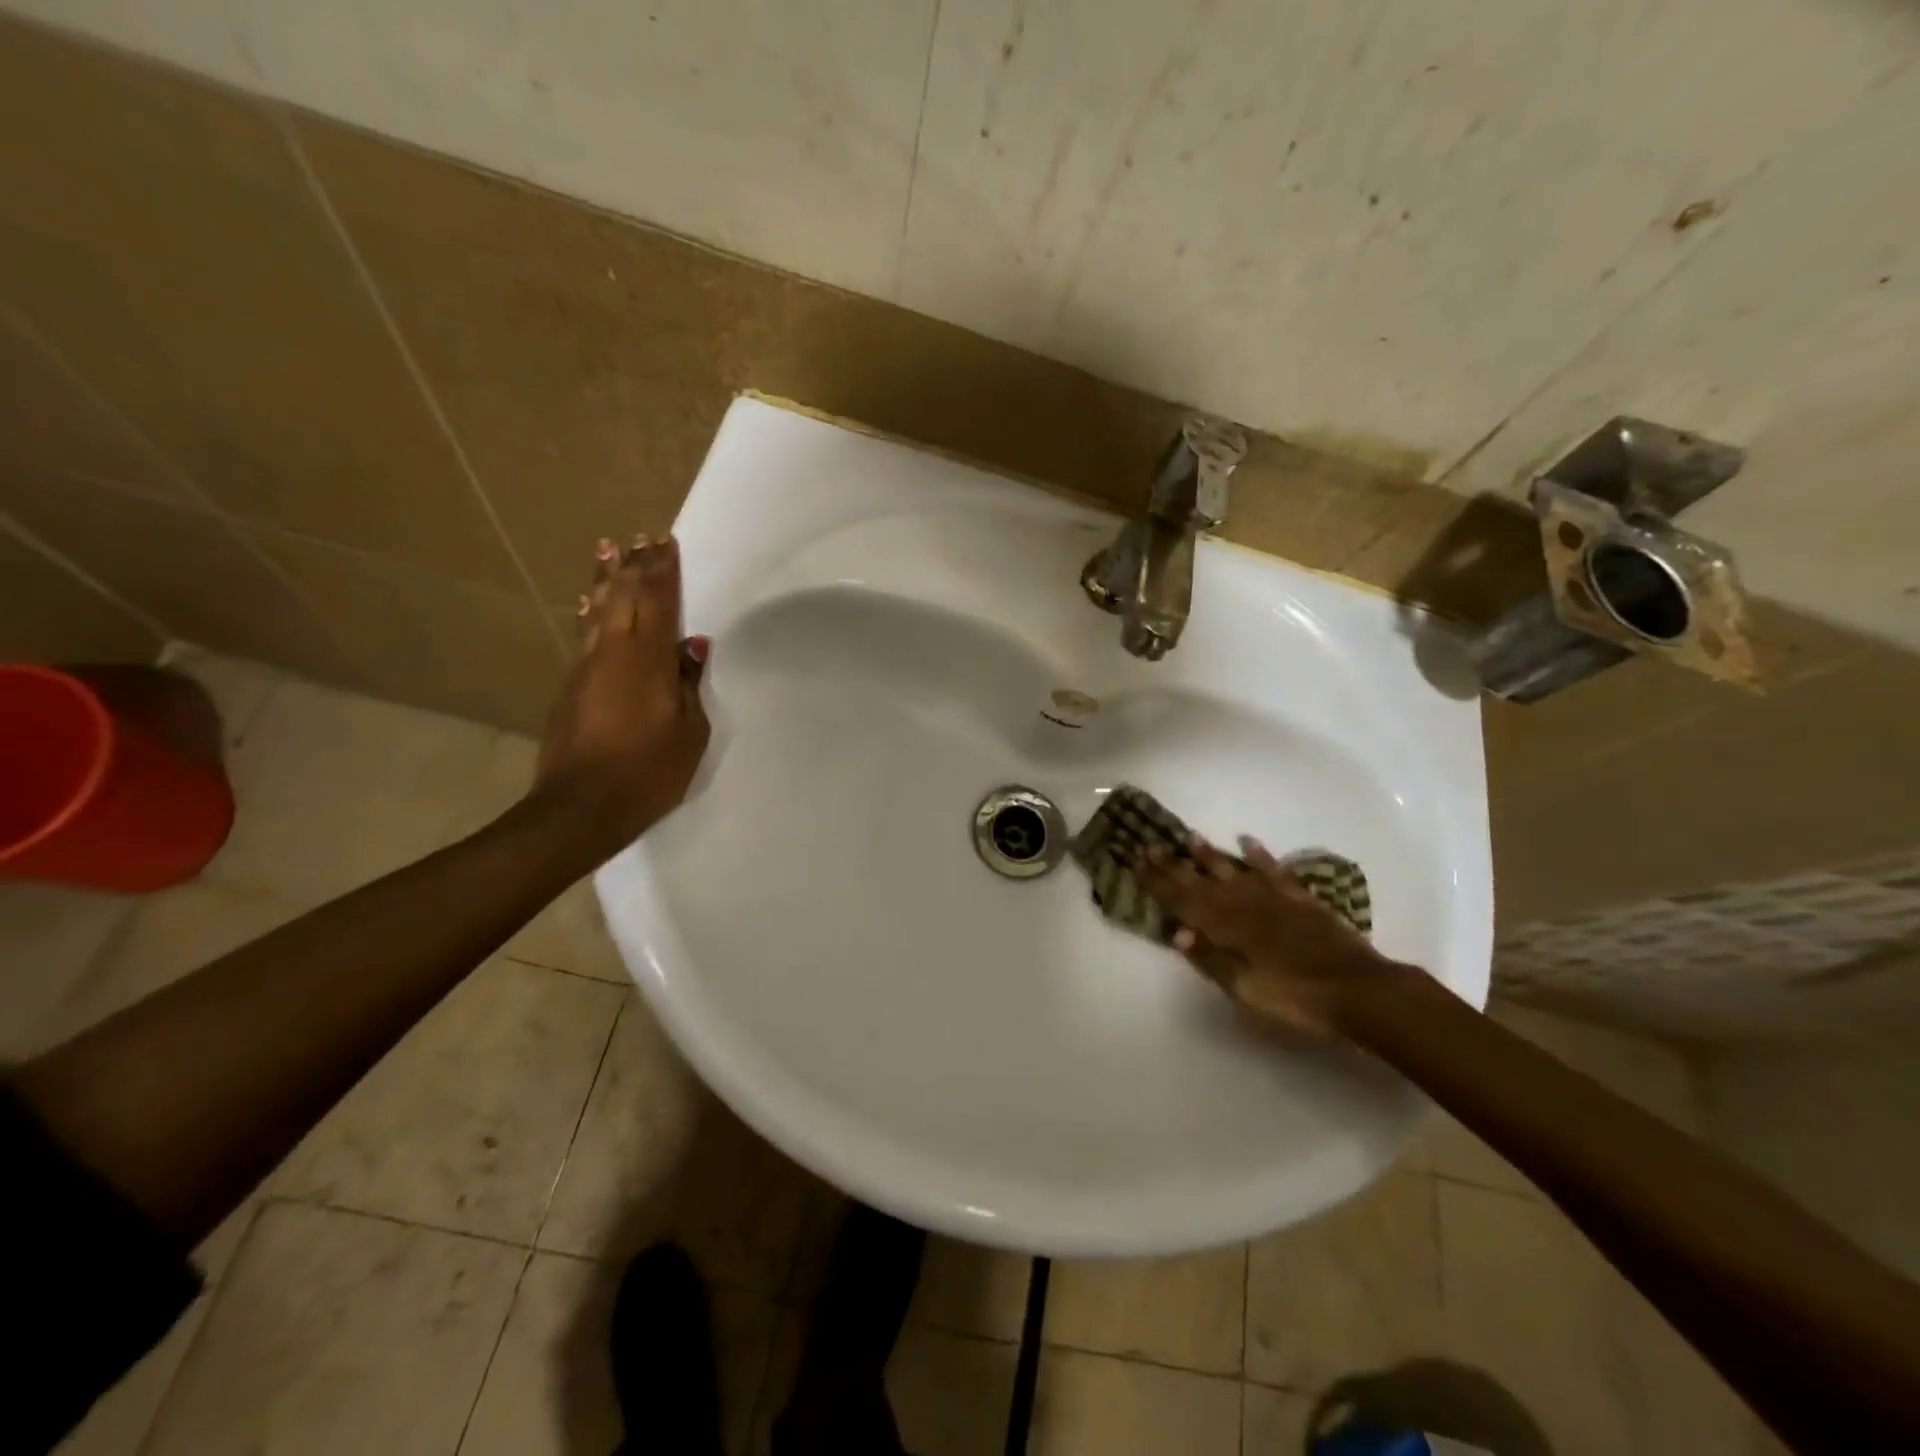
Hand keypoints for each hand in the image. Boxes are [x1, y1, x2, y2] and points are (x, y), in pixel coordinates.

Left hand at [535, 534, 711, 861]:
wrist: (581, 807)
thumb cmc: (648, 771)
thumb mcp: (689, 731)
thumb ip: (688, 684)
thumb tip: (692, 647)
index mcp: (646, 659)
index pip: (656, 601)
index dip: (661, 571)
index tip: (664, 543)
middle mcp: (611, 652)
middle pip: (622, 596)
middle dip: (633, 566)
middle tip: (639, 538)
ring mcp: (585, 668)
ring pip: (596, 611)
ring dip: (604, 580)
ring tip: (607, 551)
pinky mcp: (570, 688)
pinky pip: (585, 635)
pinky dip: (591, 612)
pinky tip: (589, 605)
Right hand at [1142, 838, 1409, 1036]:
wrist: (1359, 992)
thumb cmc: (1296, 1000)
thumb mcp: (1245, 990)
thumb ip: (1211, 960)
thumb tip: (1177, 932)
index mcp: (1227, 929)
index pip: (1184, 901)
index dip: (1159, 883)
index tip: (1137, 862)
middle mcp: (1245, 905)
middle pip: (1202, 882)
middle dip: (1174, 865)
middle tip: (1150, 845)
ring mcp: (1274, 899)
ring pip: (1234, 871)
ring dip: (1210, 855)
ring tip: (1190, 837)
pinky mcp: (1301, 900)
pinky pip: (1274, 871)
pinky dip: (1259, 855)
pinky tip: (1247, 842)